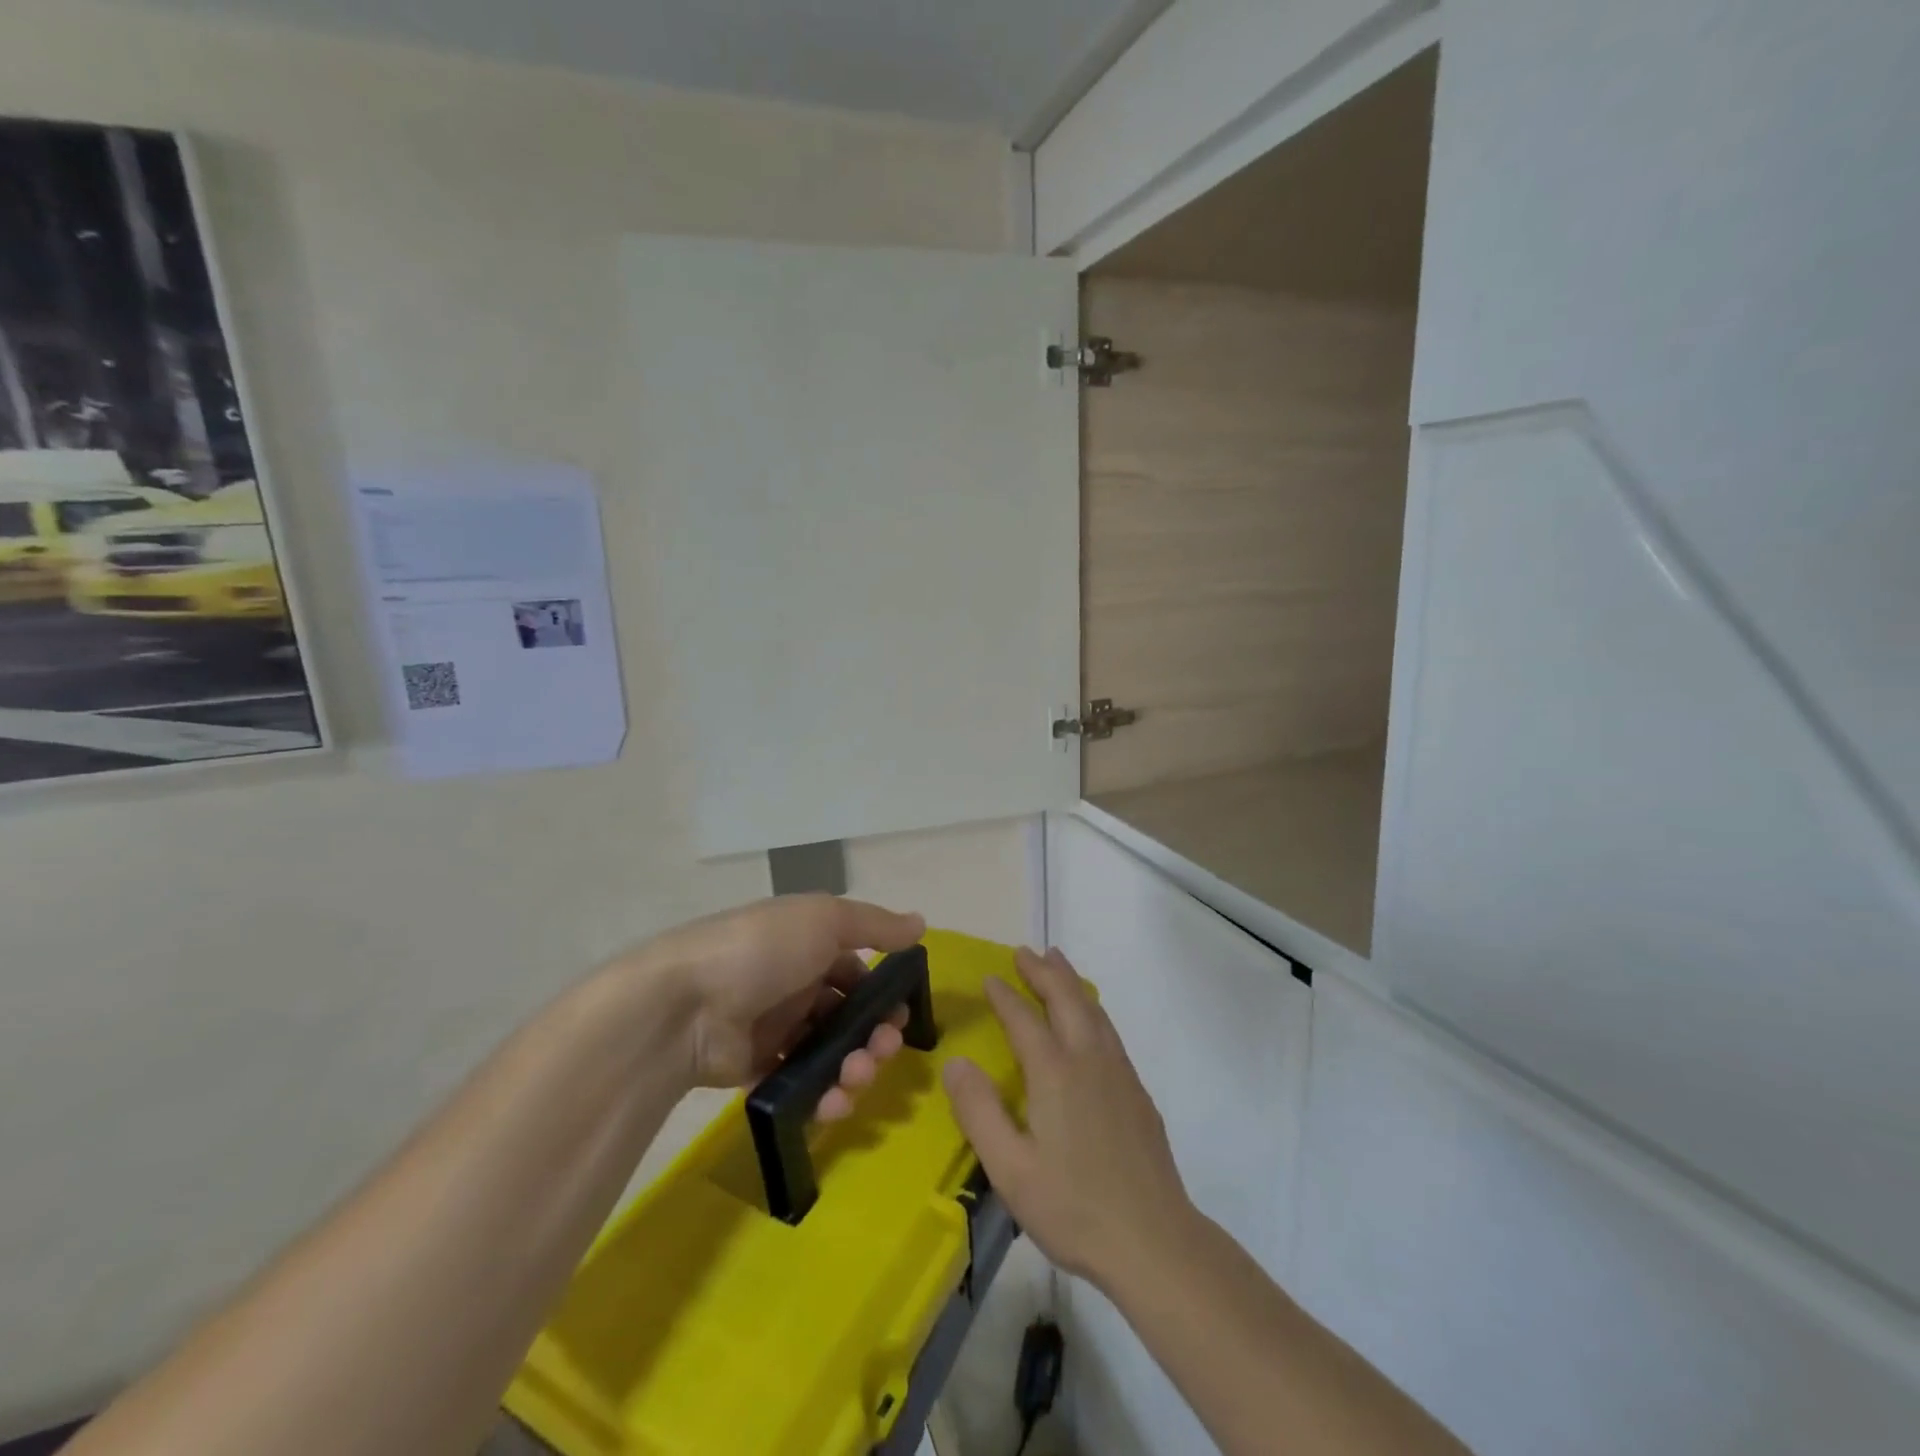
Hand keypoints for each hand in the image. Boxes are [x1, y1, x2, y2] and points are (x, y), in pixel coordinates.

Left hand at [632, 894, 925, 1119]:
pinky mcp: (759, 1071)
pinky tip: (833, 1102)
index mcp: (808, 946)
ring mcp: (776, 1030)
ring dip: (855, 1069)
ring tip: (854, 1078)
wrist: (685, 1004)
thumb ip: (875, 925)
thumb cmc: (763, 949)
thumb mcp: (824, 919)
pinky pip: (803, 1086)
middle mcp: (795, 985)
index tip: (901, 1014)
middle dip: (875, 1036)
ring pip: (832, 1054)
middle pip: (849, 1017)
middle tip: (883, 1050)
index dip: (883, 993)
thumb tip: (921, 923)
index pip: (857, 971)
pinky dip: (824, 1096)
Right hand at [943, 947, 1197, 1287]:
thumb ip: (979, 1112)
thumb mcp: (1010, 1169)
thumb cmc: (1074, 1208)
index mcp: (1055, 1073)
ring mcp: (1119, 1073)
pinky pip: (1108, 1029)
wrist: (1155, 1241)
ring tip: (1056, 962)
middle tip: (1024, 951)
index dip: (1004, 995)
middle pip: (1065, 999)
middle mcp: (1089, 1060)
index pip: (1024, 1019)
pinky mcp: (1137, 1091)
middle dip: (1043, 971)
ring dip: (1070, 981)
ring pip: (1092, 1009)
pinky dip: (1091, 1006)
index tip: (989, 977)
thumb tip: (956, 1062)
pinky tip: (1089, 1018)